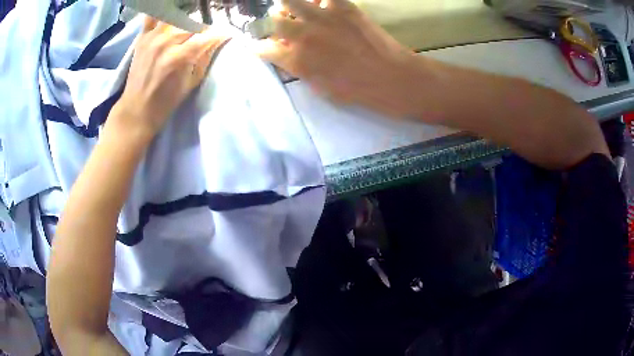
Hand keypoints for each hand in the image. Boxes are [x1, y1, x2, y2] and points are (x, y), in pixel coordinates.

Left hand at [112, 17, 228, 138]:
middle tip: (204, 38)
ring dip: (186, 22)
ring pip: (177, 16)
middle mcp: (166, 42)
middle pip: (194, 23)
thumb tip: (219, 40)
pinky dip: (161, 14)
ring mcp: (152, 37)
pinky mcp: (142, 37)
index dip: (219, 34)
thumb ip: (206, 58)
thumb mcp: (192, 83)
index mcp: (180, 56)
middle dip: (203, 29)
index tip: (225, 36)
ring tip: (186, 31)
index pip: (208, 35)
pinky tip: (168, 20)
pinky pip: (153, 16)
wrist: (137, 109)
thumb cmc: (166, 101)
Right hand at [256, 0, 419, 117]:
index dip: (260, 48)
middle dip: (271, 24)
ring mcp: (322, 17)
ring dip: (288, 5)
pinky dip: (320, 0)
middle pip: (272, 21)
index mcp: (296, 60)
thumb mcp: (320, 88)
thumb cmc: (357, 91)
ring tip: (294, 9)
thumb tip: (289, 55)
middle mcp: (303, 35)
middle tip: (280, 25)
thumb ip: (300, 68)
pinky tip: (323, 5)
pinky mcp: (343, 7)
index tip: (262, 47)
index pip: (264, 48)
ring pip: (290, 1)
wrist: (391, 77)